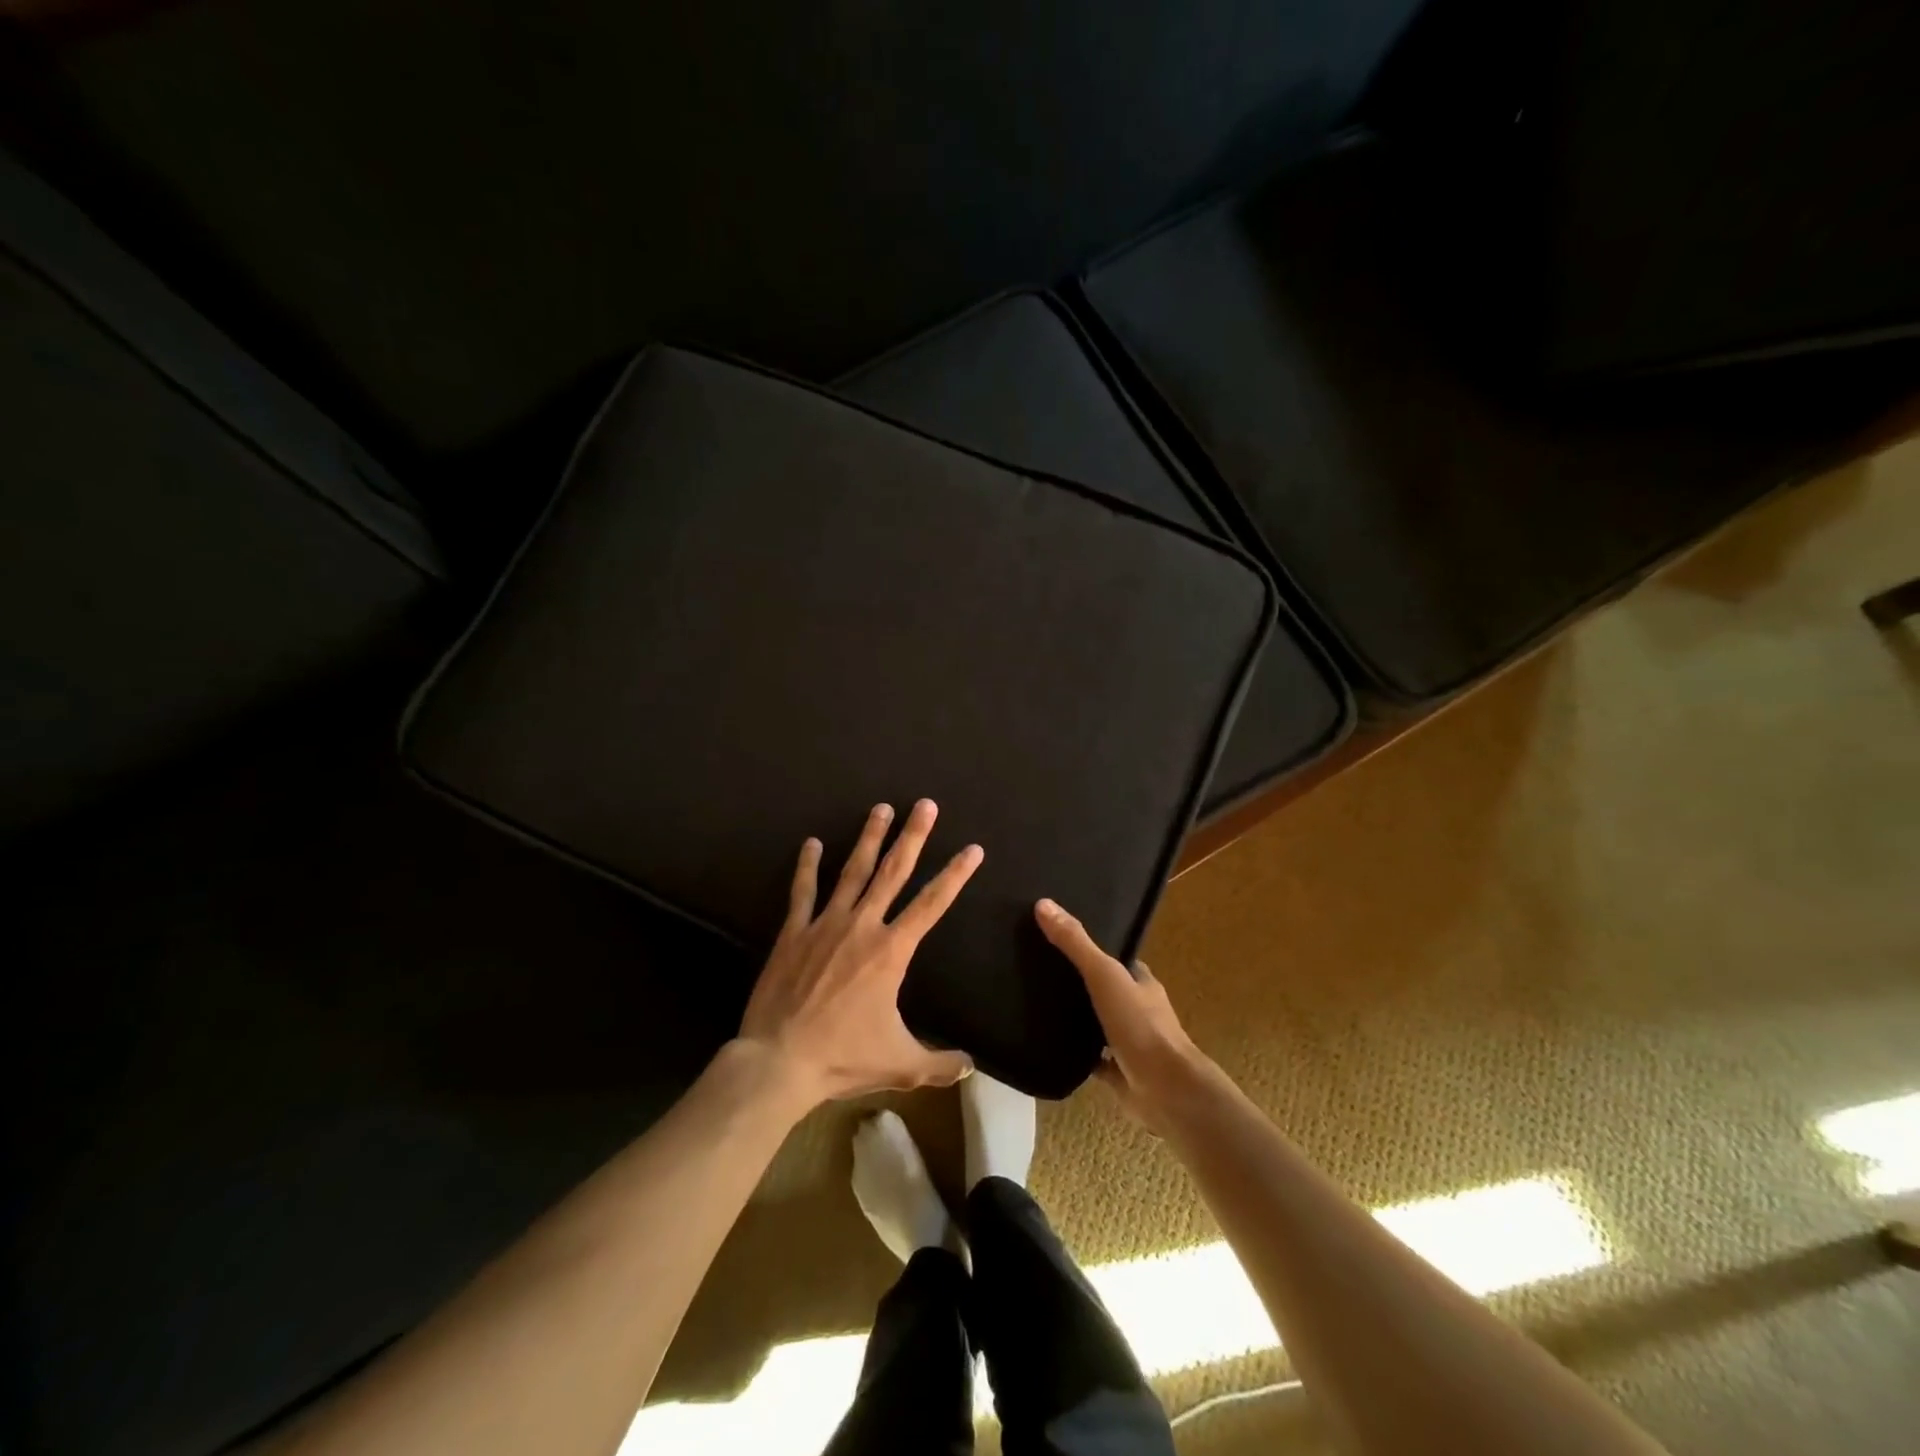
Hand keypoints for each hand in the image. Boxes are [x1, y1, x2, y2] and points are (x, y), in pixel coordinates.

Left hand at [739, 800, 981, 1109]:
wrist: (780, 1061)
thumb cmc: (844, 1058)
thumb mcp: (901, 1064)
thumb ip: (940, 1064)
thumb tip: (971, 1066)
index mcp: (891, 951)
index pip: (932, 904)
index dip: (955, 875)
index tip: (973, 849)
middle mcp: (862, 926)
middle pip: (894, 872)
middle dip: (913, 836)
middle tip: (925, 805)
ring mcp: (825, 924)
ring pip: (853, 871)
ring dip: (869, 838)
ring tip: (881, 808)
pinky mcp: (794, 933)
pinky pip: (803, 892)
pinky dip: (808, 866)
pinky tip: (813, 843)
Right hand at [1035, 898, 1212, 1130]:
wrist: (1166, 1090)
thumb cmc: (1140, 1025)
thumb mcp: (1104, 975)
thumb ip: (1075, 943)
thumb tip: (1043, 904)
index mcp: (1141, 983)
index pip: (1116, 959)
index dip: (1092, 950)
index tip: (1059, 939)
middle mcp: (1138, 1010)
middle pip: (1106, 991)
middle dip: (1080, 984)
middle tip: (1040, 972)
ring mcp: (1130, 1044)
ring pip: (1100, 1026)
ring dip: (1078, 1019)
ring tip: (1037, 1006)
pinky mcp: (1120, 1075)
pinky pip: (1094, 1061)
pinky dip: (1077, 1056)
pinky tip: (1050, 1048)